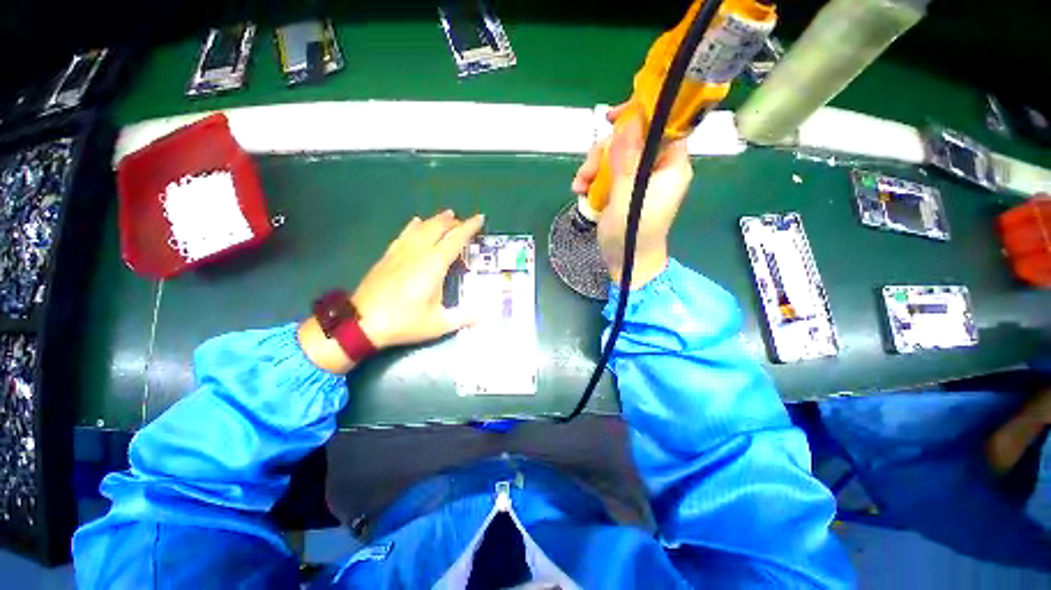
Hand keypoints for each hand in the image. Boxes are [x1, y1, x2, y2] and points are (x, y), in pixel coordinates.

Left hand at [299, 210, 483, 373]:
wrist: (361, 323)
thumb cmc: (404, 322)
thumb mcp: (438, 324)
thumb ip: (463, 318)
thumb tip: (483, 316)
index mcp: (434, 265)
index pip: (455, 239)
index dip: (469, 227)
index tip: (480, 218)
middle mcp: (418, 252)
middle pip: (438, 228)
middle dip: (454, 222)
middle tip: (465, 222)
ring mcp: (401, 252)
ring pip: (421, 227)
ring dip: (436, 220)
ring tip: (447, 214)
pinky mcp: (388, 256)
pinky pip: (404, 234)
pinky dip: (414, 226)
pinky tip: (416, 222)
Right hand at [571, 102, 692, 288]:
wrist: (627, 263)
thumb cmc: (633, 234)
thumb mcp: (628, 195)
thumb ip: (628, 159)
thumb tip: (629, 122)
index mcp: (670, 166)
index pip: (663, 126)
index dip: (640, 116)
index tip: (613, 118)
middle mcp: (656, 168)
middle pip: (631, 141)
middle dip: (604, 152)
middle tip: (588, 170)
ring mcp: (638, 180)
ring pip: (614, 157)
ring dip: (593, 168)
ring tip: (580, 186)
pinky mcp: (623, 191)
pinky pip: (607, 174)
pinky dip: (593, 180)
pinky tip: (581, 192)